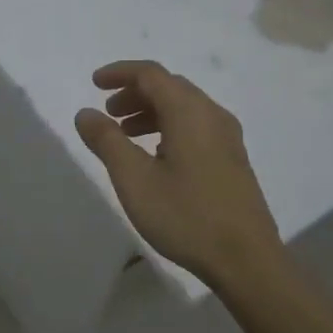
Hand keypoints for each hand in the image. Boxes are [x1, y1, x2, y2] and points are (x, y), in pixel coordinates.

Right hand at [74, 60, 282, 289]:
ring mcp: (228, 138)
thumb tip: (86, 112)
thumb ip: (107, 141)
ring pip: (184, 108)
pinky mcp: (233, 159)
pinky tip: (156, 155)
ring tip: (125, 135)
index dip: (120, 73)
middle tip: (108, 113)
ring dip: (151, 111)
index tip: (94, 83)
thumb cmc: (185, 216)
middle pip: (170, 87)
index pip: (151, 74)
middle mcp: (212, 115)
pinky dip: (169, 127)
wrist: (246, 259)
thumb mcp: (134, 179)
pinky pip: (196, 126)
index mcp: (189, 112)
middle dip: (135, 93)